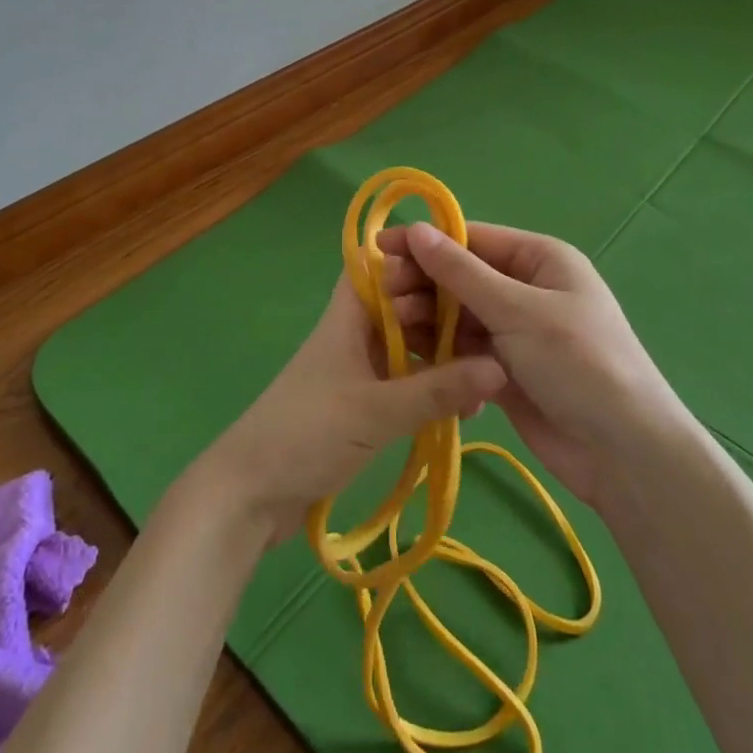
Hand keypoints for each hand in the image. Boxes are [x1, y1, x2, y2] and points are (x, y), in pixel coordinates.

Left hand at [193, 271, 506, 544]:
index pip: (384, 265)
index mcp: (350, 314)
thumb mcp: (378, 411)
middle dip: (444, 312)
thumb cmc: (309, 433)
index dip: (421, 260)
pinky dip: (431, 386)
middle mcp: (355, 332)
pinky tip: (465, 406)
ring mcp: (358, 367)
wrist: (251, 492)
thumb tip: (500, 367)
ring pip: (408, 344)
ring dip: (443, 354)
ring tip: (490, 374)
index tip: (470, 269)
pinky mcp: (362, 400)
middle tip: (496, 329)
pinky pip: (405, 380)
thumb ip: (437, 390)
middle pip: (404, 304)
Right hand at [372, 222, 680, 503]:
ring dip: (426, 319)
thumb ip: (461, 273)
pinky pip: (463, 350)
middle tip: (381, 296)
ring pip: (457, 315)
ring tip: (393, 327)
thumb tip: (416, 230)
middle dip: (422, 284)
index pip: (471, 239)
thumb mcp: (518, 311)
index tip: (378, 250)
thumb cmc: (578, 363)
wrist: (625, 454)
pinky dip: (440, 351)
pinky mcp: (504, 369)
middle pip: (460, 277)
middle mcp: (525, 288)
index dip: (424, 243)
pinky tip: (412, 357)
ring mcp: (515, 331)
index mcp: (539, 259)